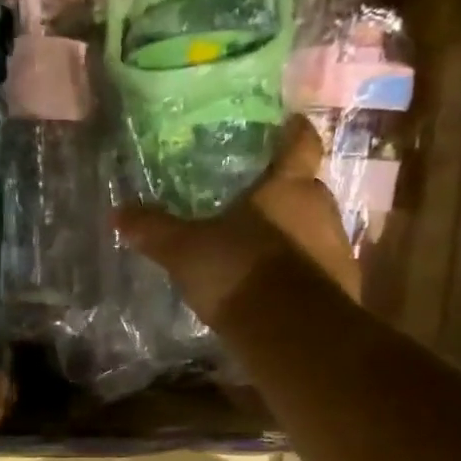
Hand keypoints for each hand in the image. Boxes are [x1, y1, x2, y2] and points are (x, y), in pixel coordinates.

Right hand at [116, 119, 361, 327]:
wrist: (292, 334)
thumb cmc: (240, 272)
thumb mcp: (186, 251)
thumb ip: (155, 230)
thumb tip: (118, 212)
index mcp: (287, 187)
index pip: (300, 143)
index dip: (294, 132)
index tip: (287, 126)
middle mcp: (321, 209)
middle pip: (308, 189)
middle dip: (286, 194)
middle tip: (257, 200)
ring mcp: (338, 250)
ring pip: (316, 230)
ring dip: (295, 236)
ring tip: (263, 249)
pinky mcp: (343, 288)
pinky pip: (320, 270)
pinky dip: (302, 274)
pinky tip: (277, 290)